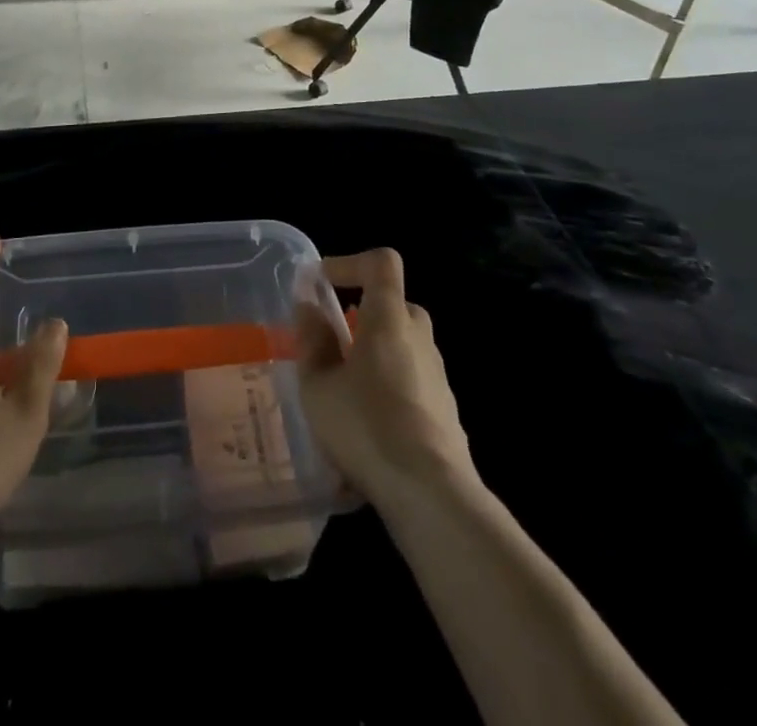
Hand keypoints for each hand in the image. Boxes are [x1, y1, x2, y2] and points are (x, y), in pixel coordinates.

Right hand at [294, 248, 474, 506]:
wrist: (431, 494)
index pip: (381, 262)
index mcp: (389, 318)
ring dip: (374, 354)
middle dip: (362, 314)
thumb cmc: (365, 426)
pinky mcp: (446, 411)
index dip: (350, 263)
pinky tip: (367, 426)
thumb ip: (312, 340)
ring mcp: (438, 376)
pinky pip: (412, 381)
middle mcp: (419, 338)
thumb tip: (310, 307)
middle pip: (394, 304)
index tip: (321, 284)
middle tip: (332, 342)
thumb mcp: (318, 384)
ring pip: (404, 345)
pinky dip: (389, 387)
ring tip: (343, 390)